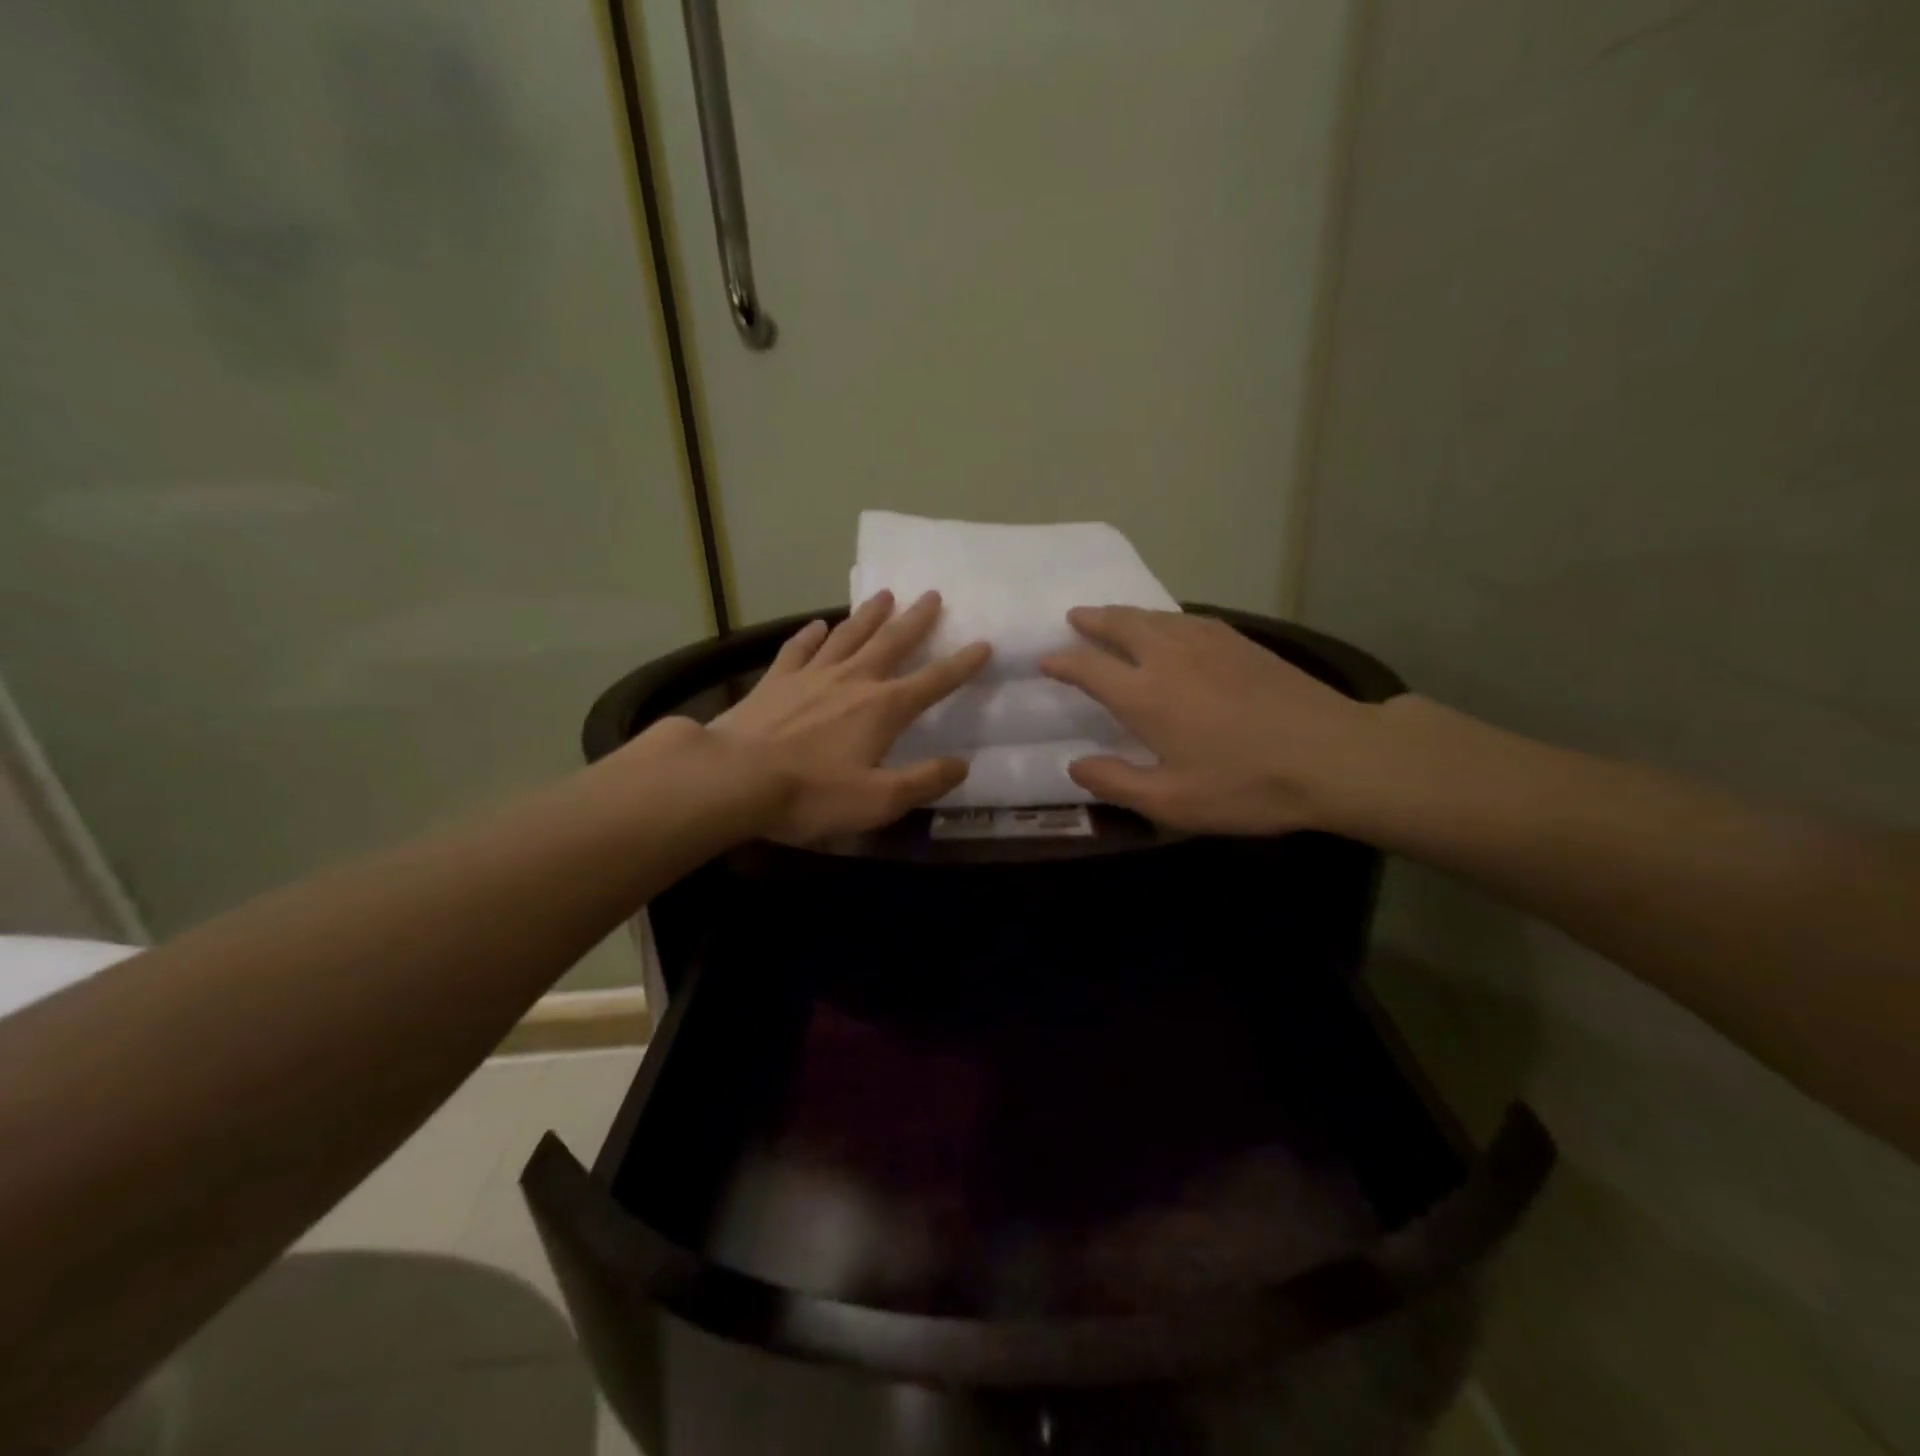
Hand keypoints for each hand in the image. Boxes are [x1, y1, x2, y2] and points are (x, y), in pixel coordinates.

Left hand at [708, 591, 990, 843]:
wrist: (734, 777)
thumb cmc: (812, 793)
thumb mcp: (879, 800)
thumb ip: (924, 782)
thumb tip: (962, 765)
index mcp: (883, 709)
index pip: (933, 682)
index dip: (961, 665)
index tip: (983, 644)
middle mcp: (852, 681)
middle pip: (891, 643)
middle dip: (916, 620)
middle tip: (932, 594)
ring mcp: (811, 676)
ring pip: (848, 636)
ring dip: (869, 615)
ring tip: (885, 594)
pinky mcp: (776, 680)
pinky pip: (799, 649)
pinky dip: (811, 635)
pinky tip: (819, 625)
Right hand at [1039, 608, 1381, 834]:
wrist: (1334, 755)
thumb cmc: (1246, 784)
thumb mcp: (1171, 801)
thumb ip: (1115, 782)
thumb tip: (1074, 765)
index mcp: (1145, 695)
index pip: (1089, 668)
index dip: (1062, 662)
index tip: (1045, 660)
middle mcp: (1170, 657)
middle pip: (1121, 625)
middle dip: (1092, 620)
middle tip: (1074, 617)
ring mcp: (1209, 644)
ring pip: (1155, 617)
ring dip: (1125, 614)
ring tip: (1111, 616)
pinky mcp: (1241, 643)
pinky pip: (1188, 619)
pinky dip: (1164, 618)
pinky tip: (1170, 626)